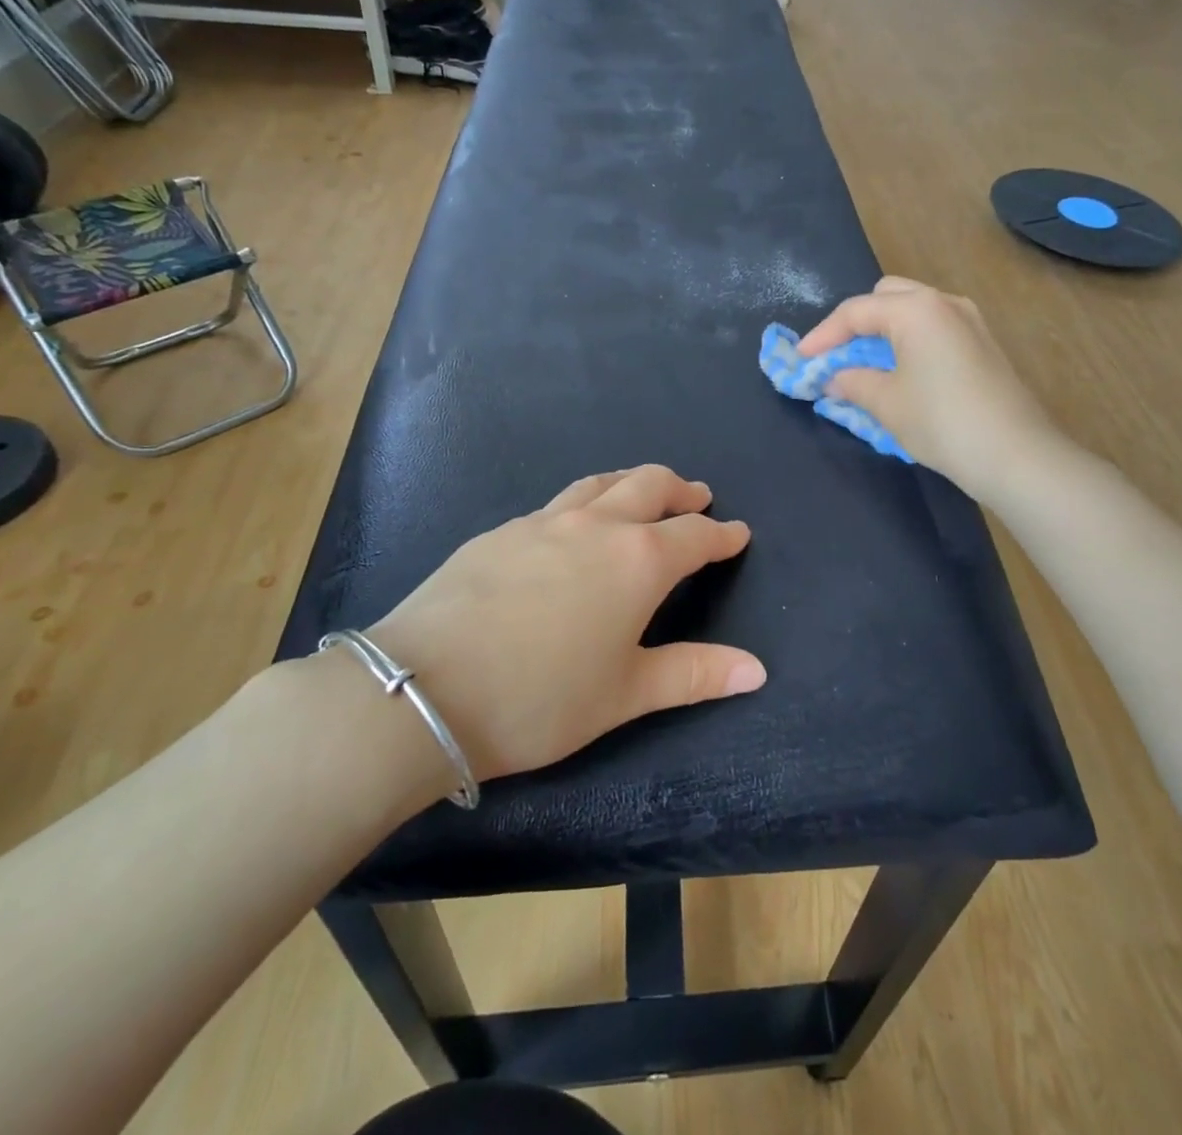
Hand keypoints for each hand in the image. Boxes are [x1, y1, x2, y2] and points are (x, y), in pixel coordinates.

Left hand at [365, 466, 763, 782]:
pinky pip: (556, 503)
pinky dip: (583, 502)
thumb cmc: (540, 699)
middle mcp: (595, 527)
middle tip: (697, 497)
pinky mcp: (499, 531)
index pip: (694, 536)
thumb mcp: (625, 695)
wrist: (423, 689)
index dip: (722, 534)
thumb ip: (694, 675)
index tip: (738, 532)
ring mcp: (542, 522)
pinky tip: (571, 527)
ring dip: (631, 482)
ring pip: (599, 483)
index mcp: (637, 561)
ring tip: (643, 491)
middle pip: (649, 486)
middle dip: (680, 490)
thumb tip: (758, 670)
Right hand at [797, 277, 1057, 497]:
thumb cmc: (942, 422)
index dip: (822, 336)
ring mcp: (970, 321)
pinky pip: (934, 328)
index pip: (855, 312)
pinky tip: (901, 372)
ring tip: (865, 364)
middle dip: (856, 323)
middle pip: (887, 297)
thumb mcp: (886, 403)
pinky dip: (909, 341)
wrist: (1015, 455)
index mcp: (916, 309)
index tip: (800, 361)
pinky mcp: (983, 344)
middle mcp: (944, 302)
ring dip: (883, 331)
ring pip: (913, 310)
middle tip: (837, 356)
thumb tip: (834, 378)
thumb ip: (852, 382)